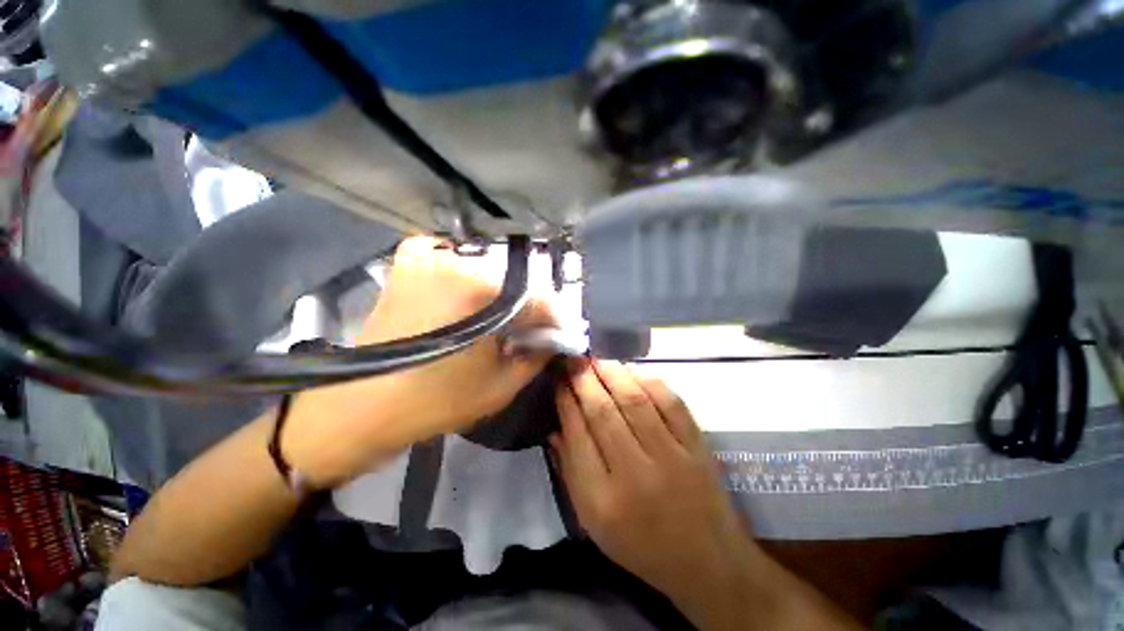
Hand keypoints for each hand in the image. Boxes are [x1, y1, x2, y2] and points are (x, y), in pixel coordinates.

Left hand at [284, 236, 554, 487]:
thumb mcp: (502, 385)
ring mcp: (430, 256)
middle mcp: (459, 261)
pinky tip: (467, 296)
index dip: (554, 319)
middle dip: (528, 308)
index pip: (539, 301)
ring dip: (500, 293)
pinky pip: (452, 259)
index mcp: (483, 290)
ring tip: (500, 319)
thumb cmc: (436, 400)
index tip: (560, 332)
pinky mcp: (409, 261)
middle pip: (514, 283)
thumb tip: (555, 337)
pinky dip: (466, 274)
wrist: (360, 404)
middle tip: (530, 329)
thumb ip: (538, 355)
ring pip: (487, 270)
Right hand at [552, 360, 756, 602]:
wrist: (707, 561)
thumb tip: (555, 426)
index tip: (559, 380)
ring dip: (612, 373)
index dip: (565, 401)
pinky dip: (649, 380)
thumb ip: (570, 472)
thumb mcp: (592, 522)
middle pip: (603, 412)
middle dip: (584, 379)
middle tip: (574, 359)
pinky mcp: (697, 447)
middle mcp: (636, 474)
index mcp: (603, 499)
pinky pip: (671, 403)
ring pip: (635, 400)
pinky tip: (632, 371)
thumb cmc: (641, 545)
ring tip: (597, 359)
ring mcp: (672, 457)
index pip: (577, 434)